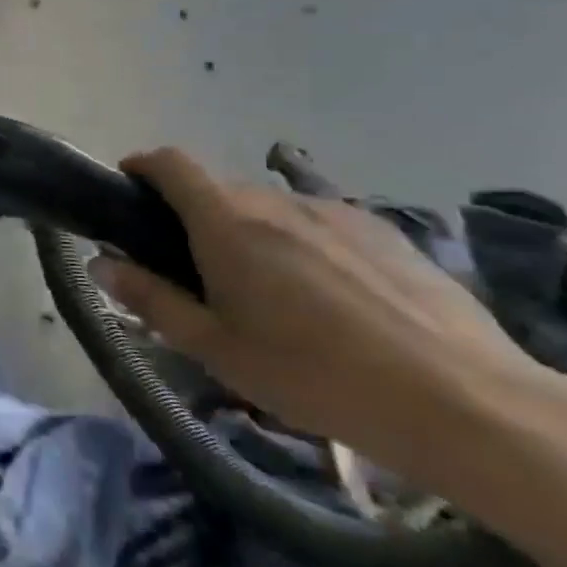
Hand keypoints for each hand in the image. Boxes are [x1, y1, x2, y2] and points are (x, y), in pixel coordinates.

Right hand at [93, 148, 543, 471]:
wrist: (465, 403)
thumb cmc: (316, 376)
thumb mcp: (217, 349)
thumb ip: (151, 299)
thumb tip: (101, 264)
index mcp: (226, 222)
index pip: (170, 163)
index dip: (142, 167)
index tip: (129, 192)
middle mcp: (276, 201)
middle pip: (218, 189)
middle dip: (195, 216)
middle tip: (198, 272)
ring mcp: (336, 212)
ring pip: (271, 208)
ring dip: (250, 232)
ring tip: (269, 292)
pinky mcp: (386, 233)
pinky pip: (321, 224)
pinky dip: (302, 243)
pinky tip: (330, 299)